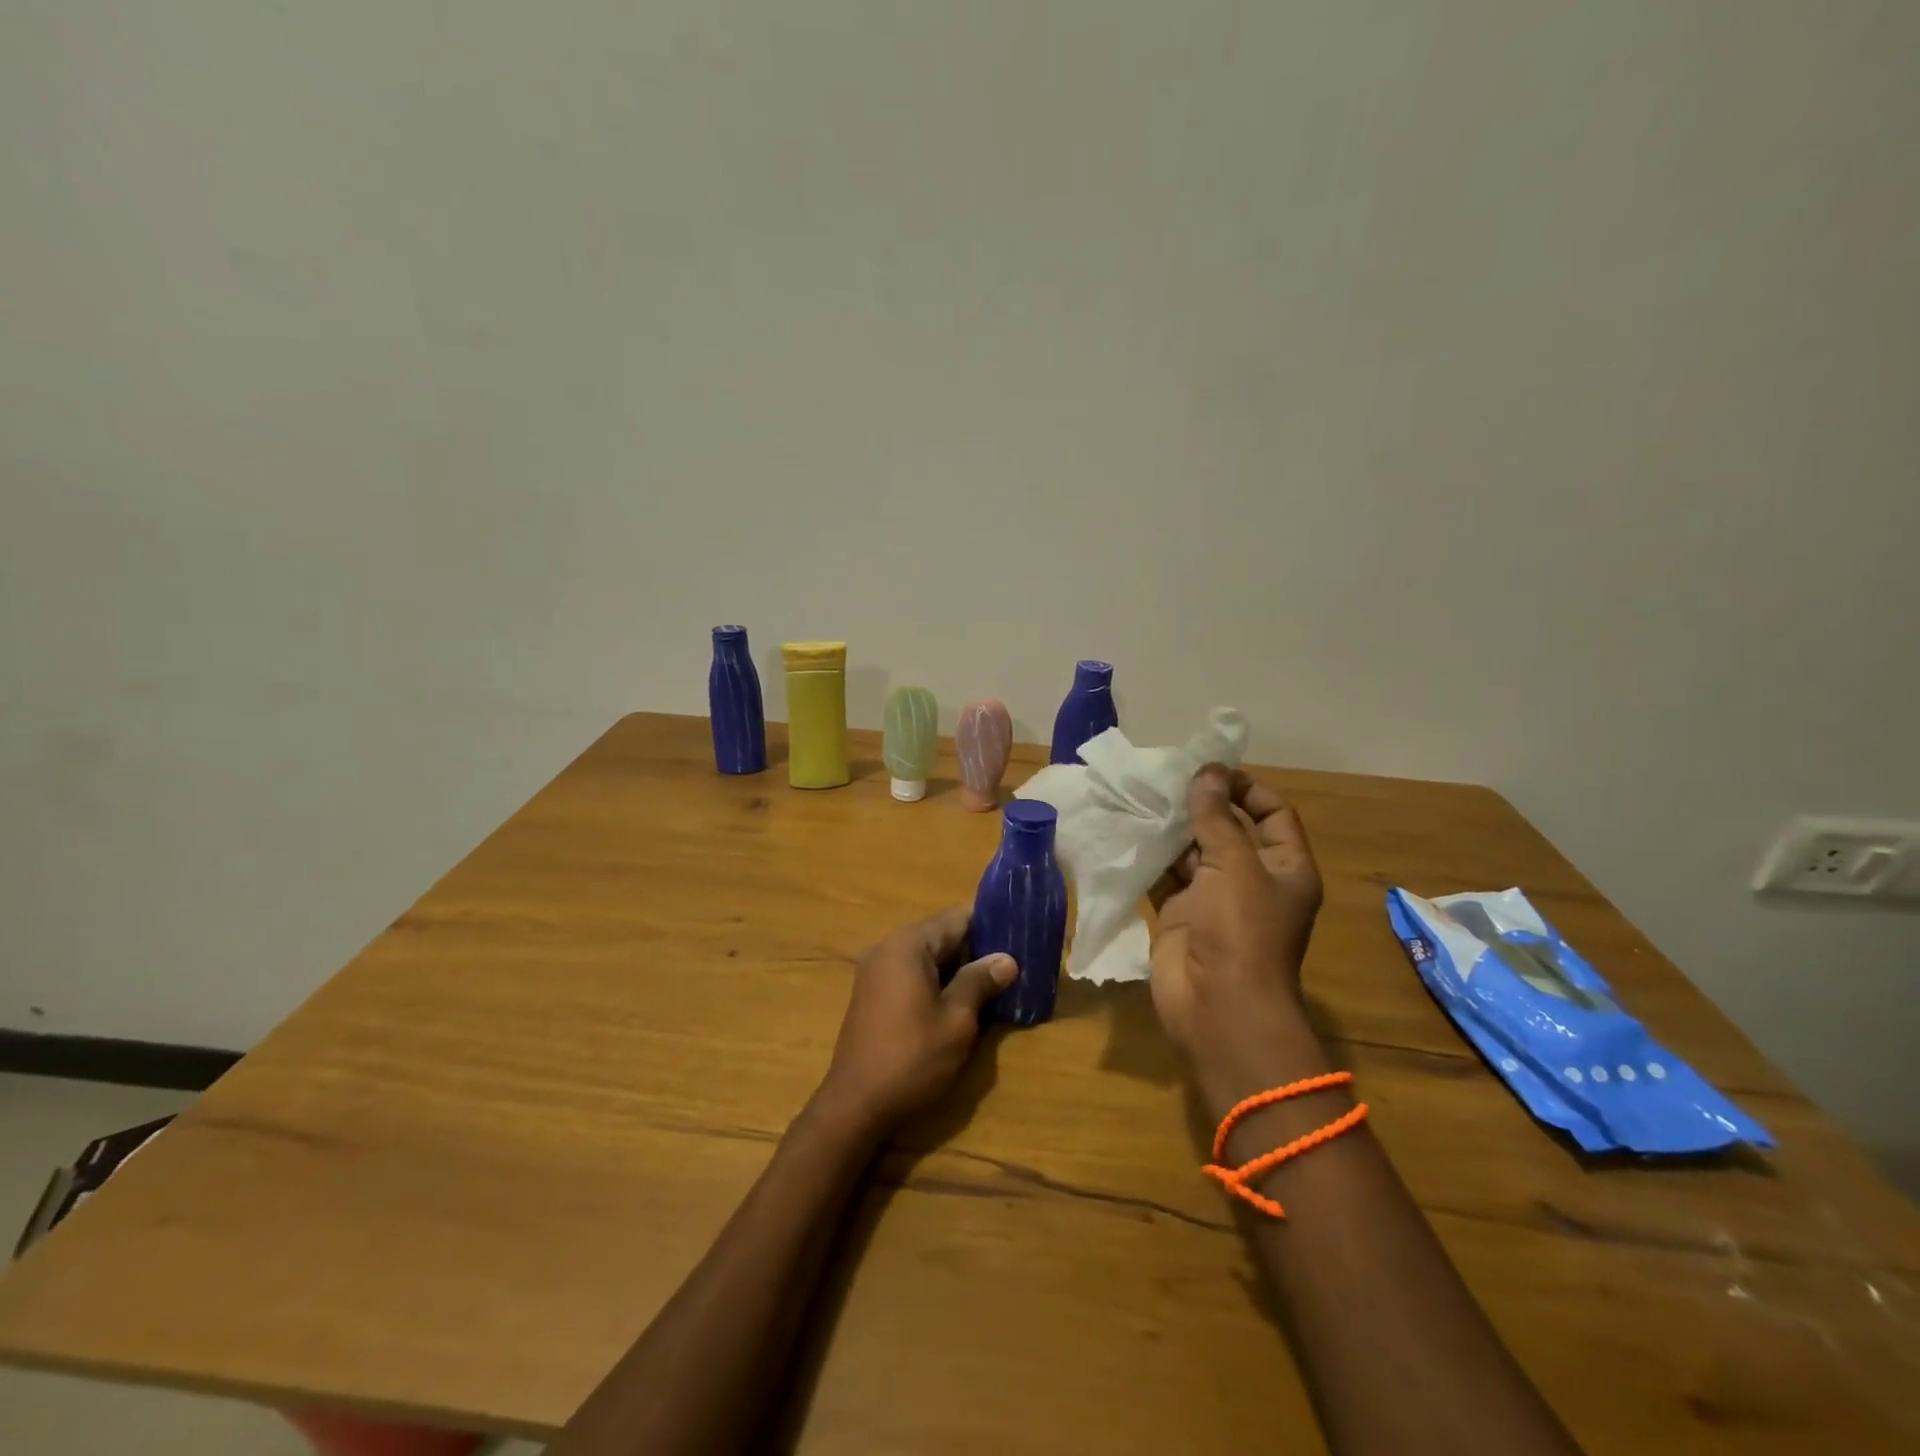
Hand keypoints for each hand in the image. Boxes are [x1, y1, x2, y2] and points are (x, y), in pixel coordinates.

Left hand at [817, 906, 1015, 1134]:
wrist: (855, 1105)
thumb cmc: (911, 1058)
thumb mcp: (956, 1021)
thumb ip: (980, 982)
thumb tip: (1007, 959)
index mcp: (908, 945)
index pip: (957, 917)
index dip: (990, 922)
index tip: (1020, 930)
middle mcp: (888, 947)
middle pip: (941, 935)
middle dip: (977, 947)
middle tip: (1016, 959)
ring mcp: (876, 971)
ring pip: (928, 956)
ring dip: (958, 966)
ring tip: (997, 979)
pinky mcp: (873, 994)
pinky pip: (912, 973)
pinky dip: (938, 980)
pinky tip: (963, 998)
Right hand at [1149, 765, 1325, 1113]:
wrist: (1217, 1007)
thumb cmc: (1241, 931)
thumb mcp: (1236, 865)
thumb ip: (1216, 817)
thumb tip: (1207, 772)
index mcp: (1284, 867)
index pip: (1272, 814)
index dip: (1246, 788)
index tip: (1209, 770)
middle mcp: (1252, 880)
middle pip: (1228, 829)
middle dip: (1200, 805)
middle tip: (1164, 778)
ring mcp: (1213, 899)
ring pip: (1192, 852)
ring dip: (1170, 829)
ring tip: (1141, 796)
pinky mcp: (1179, 913)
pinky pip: (1164, 875)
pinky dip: (1149, 855)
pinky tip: (1128, 830)